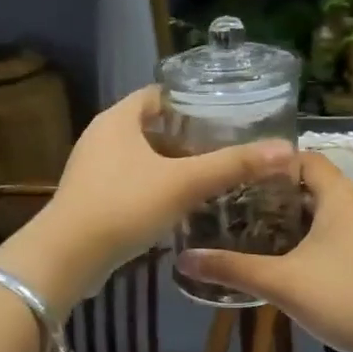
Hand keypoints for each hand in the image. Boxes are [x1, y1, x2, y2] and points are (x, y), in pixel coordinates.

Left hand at [3, 86, 294, 308]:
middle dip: (186, 136)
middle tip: (223, 146)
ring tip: (207, 174)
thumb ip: (232, 166)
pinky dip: (154, 186)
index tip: (224, 113)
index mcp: (118, 119)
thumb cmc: (124, 206)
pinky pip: (129, 181)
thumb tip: (285, 150)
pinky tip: (177, 204)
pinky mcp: (90, 197)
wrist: (67, 257)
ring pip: (140, 156)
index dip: (191, 100)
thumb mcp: (184, 183)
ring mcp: (92, 168)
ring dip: (170, 163)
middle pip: (150, 125)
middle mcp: (101, 136)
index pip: (159, 94)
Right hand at [177, 151, 352, 351]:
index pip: (303, 158)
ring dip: (291, 215)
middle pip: (312, 183)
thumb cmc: (344, 298)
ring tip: (251, 225)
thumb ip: (231, 268)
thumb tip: (183, 260)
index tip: (236, 174)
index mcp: (339, 197)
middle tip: (234, 202)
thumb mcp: (281, 282)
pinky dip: (309, 234)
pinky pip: (335, 230)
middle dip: (274, 191)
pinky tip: (285, 256)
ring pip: (324, 209)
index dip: (270, 162)